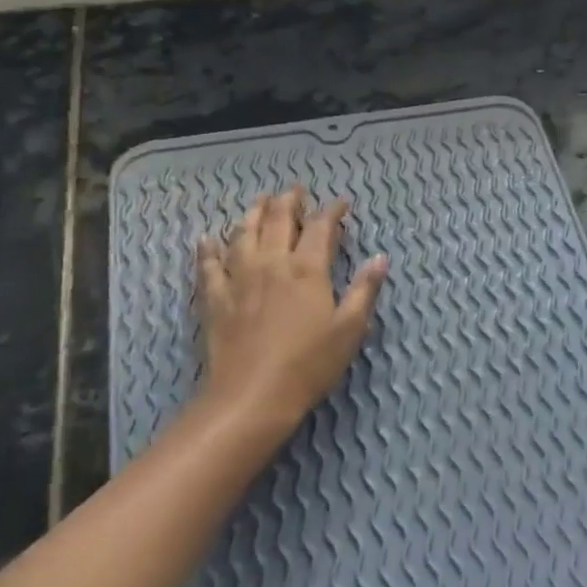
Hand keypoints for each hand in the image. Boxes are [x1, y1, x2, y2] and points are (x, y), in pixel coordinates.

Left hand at [196, 187, 386, 435]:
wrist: (252, 396)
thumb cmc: (309, 365)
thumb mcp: (349, 330)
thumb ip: (364, 290)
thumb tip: (380, 258)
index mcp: (307, 269)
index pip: (320, 227)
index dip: (331, 211)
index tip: (340, 204)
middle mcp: (271, 263)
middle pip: (278, 220)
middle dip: (288, 201)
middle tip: (295, 191)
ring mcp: (239, 278)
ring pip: (243, 233)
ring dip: (253, 213)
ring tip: (259, 201)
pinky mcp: (215, 298)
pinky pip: (208, 265)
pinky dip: (207, 248)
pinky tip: (206, 238)